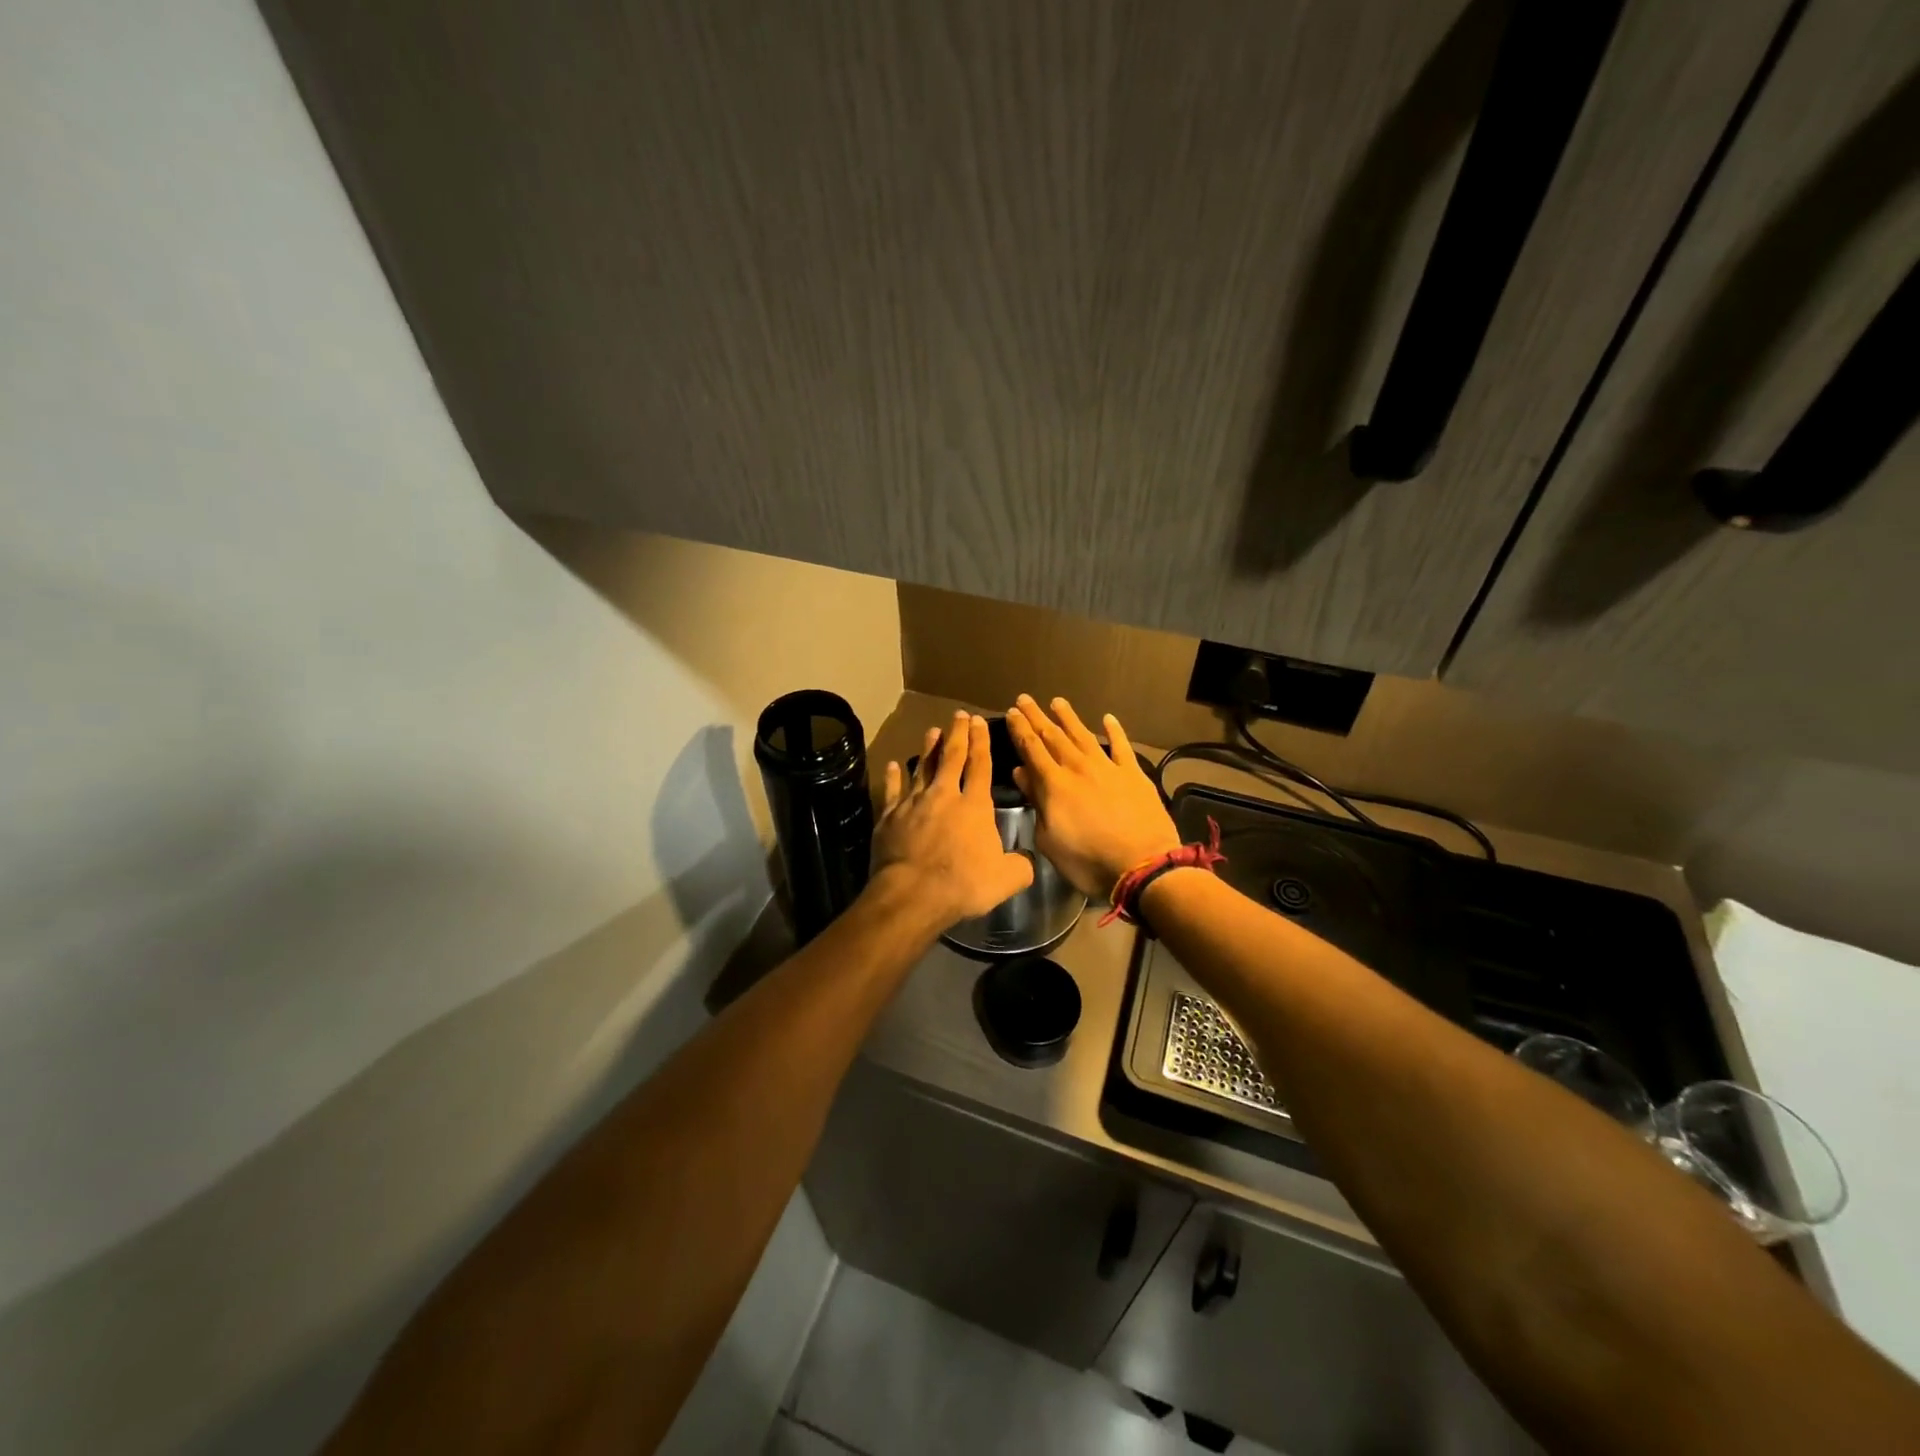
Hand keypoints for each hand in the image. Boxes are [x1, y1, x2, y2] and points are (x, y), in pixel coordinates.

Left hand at [871, 710, 1034, 928]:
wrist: (913, 894)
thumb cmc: (963, 884)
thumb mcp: (1006, 879)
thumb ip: (1021, 865)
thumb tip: (1028, 860)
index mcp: (974, 806)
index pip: (980, 765)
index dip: (981, 742)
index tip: (979, 722)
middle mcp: (944, 796)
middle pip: (951, 758)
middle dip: (957, 734)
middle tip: (959, 716)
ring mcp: (913, 804)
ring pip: (922, 769)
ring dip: (928, 749)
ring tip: (932, 731)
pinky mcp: (889, 817)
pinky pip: (892, 791)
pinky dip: (893, 777)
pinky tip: (893, 766)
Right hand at [1004, 695, 1180, 898]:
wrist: (1142, 865)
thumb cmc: (1088, 861)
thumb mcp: (1050, 840)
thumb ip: (1036, 803)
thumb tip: (1022, 774)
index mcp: (1054, 784)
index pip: (1032, 749)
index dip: (1020, 730)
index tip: (1011, 713)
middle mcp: (1078, 767)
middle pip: (1053, 736)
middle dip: (1037, 717)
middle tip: (1025, 699)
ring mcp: (1108, 768)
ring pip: (1083, 735)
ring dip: (1069, 718)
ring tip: (1057, 701)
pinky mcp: (1133, 774)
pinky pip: (1121, 746)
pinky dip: (1114, 731)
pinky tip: (1107, 718)